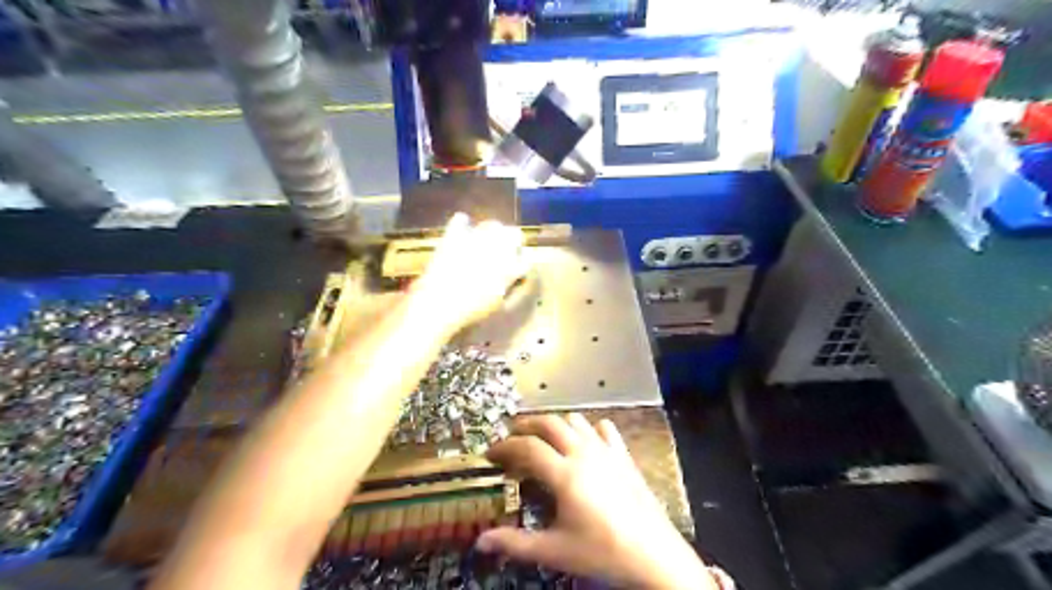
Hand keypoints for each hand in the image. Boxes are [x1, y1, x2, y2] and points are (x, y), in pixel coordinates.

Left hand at [409, 215, 529, 335]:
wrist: (440, 302)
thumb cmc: (471, 309)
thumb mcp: (497, 303)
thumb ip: (507, 285)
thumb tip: (511, 276)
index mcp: (511, 267)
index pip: (526, 258)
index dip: (521, 261)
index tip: (516, 266)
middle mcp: (499, 247)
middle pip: (515, 234)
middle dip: (511, 242)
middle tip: (502, 252)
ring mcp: (477, 238)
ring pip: (493, 224)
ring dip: (492, 232)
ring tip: (484, 242)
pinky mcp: (456, 234)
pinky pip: (461, 220)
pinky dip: (462, 224)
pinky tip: (462, 232)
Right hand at [475, 415, 715, 589]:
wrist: (654, 554)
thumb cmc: (602, 552)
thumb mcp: (555, 551)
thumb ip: (516, 543)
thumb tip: (481, 541)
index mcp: (564, 474)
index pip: (527, 447)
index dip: (505, 446)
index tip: (491, 453)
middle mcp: (583, 453)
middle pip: (549, 423)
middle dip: (526, 425)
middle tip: (512, 438)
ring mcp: (606, 451)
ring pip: (575, 420)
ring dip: (556, 425)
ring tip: (545, 441)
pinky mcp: (623, 455)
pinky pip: (604, 429)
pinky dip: (589, 430)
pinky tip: (585, 444)